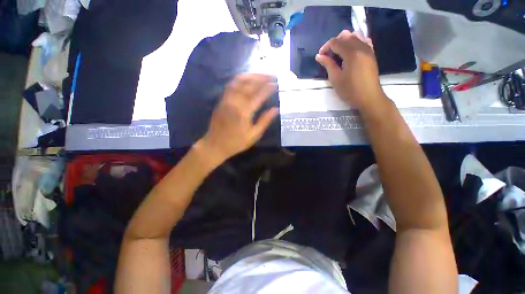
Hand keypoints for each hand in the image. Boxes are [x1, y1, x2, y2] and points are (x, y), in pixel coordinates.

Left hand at [199, 73, 277, 161]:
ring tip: (261, 75)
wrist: (215, 145)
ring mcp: (227, 99)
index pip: (259, 95)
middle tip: (272, 75)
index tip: (276, 84)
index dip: (269, 88)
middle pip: (249, 84)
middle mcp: (235, 102)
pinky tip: (247, 79)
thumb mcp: (254, 135)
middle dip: (262, 77)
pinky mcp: (222, 100)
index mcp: (244, 112)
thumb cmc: (236, 142)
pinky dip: (240, 79)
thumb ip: (265, 121)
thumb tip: (276, 109)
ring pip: (239, 81)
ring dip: (251, 76)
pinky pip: (231, 84)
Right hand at [316, 30, 386, 110]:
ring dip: (344, 41)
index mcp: (351, 52)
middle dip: (334, 43)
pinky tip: (349, 52)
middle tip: (328, 56)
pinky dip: (354, 42)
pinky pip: (363, 40)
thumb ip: (327, 64)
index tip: (320, 57)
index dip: (325, 47)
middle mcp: (361, 46)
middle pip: (345, 36)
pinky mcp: (371, 53)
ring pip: (355, 35)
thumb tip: (319, 56)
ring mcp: (368, 48)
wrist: (369, 97)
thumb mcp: (335, 79)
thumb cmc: (350, 90)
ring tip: (338, 54)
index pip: (335, 42)